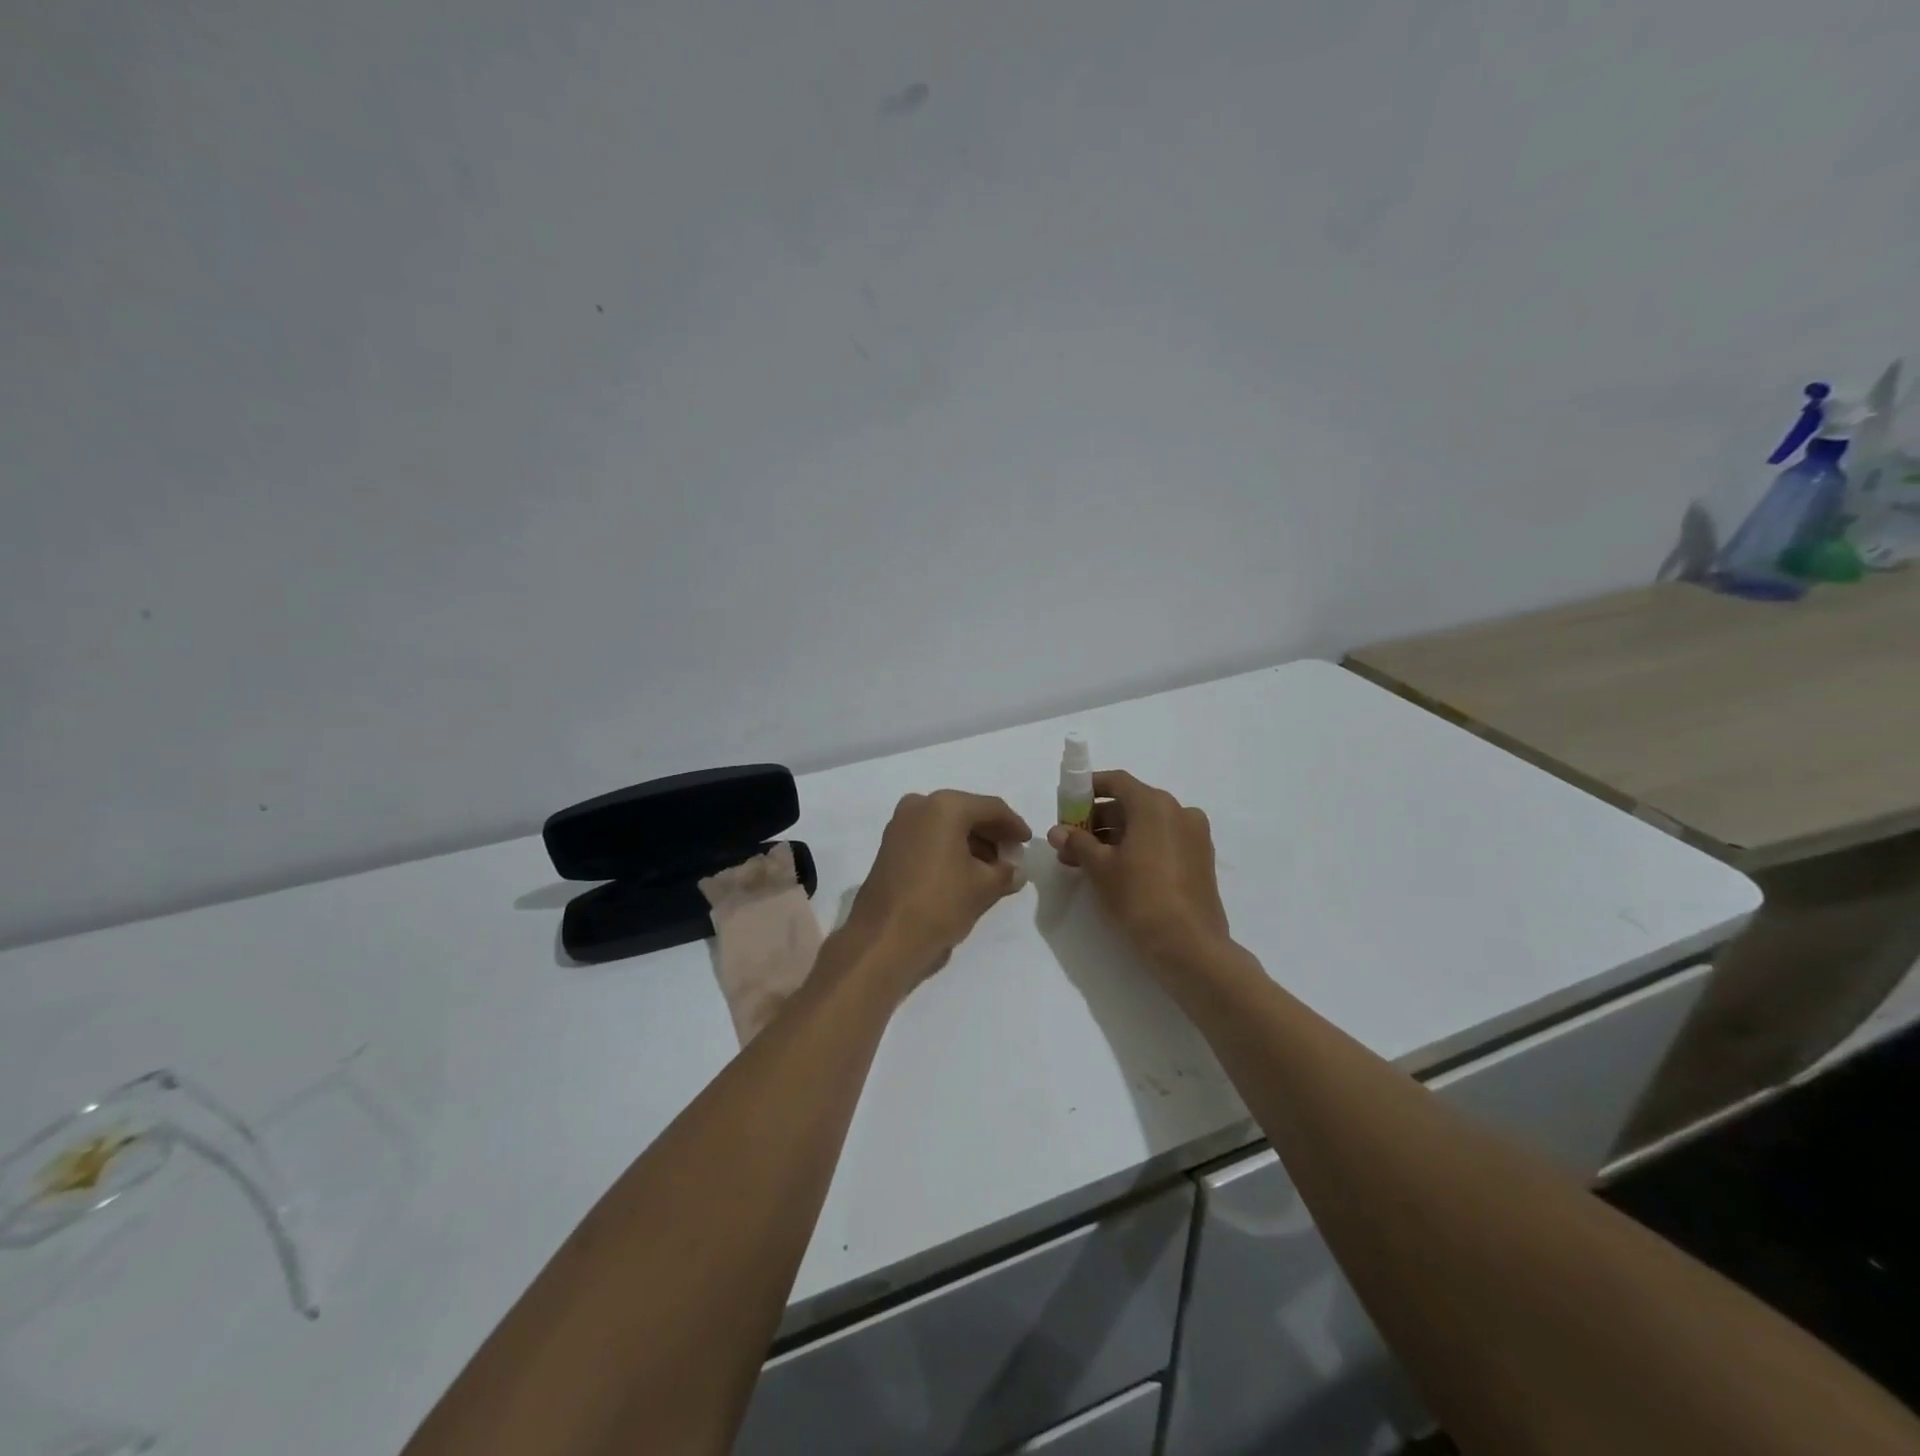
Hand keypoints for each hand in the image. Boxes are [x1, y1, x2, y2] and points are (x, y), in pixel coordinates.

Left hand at [843, 790, 1032, 992]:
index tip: (1027, 841)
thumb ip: (1005, 873)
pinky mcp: (889, 845)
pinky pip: (928, 837)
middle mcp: (920, 805)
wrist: (883, 938)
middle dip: (991, 834)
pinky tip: (965, 871)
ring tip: (991, 869)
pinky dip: (949, 848)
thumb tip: (1016, 871)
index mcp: (945, 806)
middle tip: (1011, 856)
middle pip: (966, 813)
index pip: (991, 808)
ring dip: (971, 842)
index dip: (1014, 825)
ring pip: (946, 825)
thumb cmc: (939, 904)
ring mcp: (900, 824)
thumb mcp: (982, 888)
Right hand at [1047, 770, 1230, 967]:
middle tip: (1071, 842)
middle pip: (1131, 804)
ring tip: (1087, 862)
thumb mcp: (1099, 868)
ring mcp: (1194, 836)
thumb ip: (1077, 843)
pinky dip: (1138, 847)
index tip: (1067, 805)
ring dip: (1115, 836)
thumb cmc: (1139, 898)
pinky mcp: (1200, 860)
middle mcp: (1179, 811)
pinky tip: (1116, 871)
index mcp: (1155, 805)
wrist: (1189, 947)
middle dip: (1097, 819)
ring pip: (1146, 825)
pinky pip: (1162, 841)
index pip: (1116, 782)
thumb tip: (1057, 831)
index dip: (1088, 789)